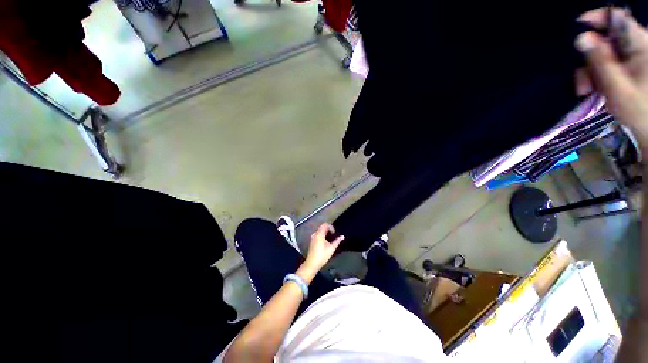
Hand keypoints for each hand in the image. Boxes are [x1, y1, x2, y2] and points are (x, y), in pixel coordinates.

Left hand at [303, 224, 343, 271]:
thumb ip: (337, 241)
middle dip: (329, 229)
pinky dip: (322, 235)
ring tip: (330, 239)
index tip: (334, 233)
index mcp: (319, 234)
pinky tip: (325, 242)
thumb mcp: (331, 248)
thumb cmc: (322, 256)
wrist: (312, 263)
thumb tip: (342, 236)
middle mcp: (315, 234)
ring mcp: (312, 237)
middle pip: (322, 227)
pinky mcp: (312, 241)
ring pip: (320, 231)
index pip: (325, 225)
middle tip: (333, 235)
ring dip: (325, 232)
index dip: (331, 227)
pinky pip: (318, 234)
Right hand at [575, 8, 647, 146]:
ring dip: (591, 71)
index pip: (616, 18)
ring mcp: (633, 59)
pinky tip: (594, 90)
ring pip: (604, 55)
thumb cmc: (639, 110)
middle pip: (607, 40)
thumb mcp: (616, 86)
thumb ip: (600, 60)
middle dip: (589, 58)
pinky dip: (597, 76)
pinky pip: (608, 65)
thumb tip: (582, 38)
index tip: (576, 28)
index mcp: (640, 45)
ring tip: (586, 91)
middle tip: (582, 81)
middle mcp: (637, 47)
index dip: (595, 18)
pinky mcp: (629, 70)